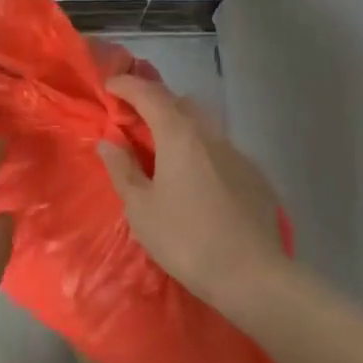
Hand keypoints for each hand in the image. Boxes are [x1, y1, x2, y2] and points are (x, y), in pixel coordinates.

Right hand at [97, 75, 288, 311]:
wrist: (253, 276)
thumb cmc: (186, 239)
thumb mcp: (141, 208)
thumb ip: (122, 169)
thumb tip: (108, 141)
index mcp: (179, 135)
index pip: (149, 94)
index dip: (126, 86)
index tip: (109, 88)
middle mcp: (210, 135)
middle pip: (179, 103)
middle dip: (154, 103)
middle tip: (134, 120)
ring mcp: (237, 154)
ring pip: (203, 127)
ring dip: (179, 128)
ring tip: (163, 152)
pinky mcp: (254, 176)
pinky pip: (220, 151)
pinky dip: (201, 153)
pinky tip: (196, 181)